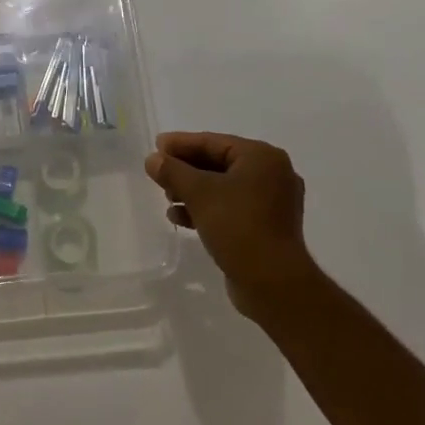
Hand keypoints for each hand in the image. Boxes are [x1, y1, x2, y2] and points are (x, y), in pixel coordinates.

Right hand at [144, 132, 317, 326]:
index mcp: (262, 158)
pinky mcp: (265, 226)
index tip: (155, 146)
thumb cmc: (238, 226)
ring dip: (192, 191)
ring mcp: (271, 202)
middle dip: (185, 170)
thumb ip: (173, 171)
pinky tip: (179, 217)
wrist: (272, 283)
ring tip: (167, 198)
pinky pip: (229, 207)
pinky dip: (205, 209)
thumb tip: (152, 159)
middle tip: (158, 173)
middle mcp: (271, 175)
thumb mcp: (199, 193)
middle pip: (218, 163)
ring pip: (222, 187)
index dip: (181, 143)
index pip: (214, 142)